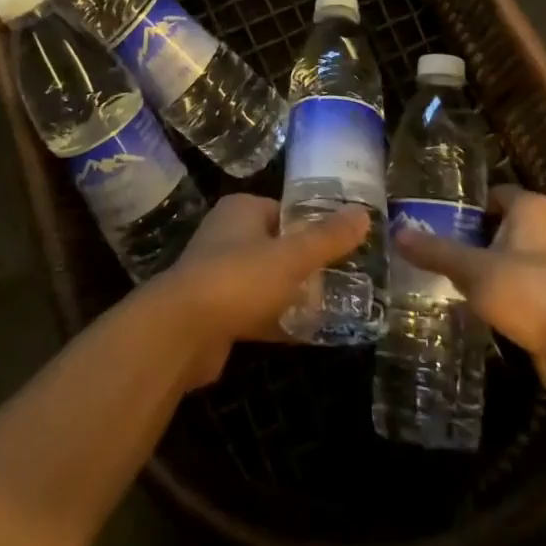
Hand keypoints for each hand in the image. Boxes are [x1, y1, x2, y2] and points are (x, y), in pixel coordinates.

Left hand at [154, 195, 368, 386]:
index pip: (285, 210)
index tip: (343, 245)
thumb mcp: (292, 256)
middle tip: (343, 279)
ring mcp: (217, 275)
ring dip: (292, 294)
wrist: (181, 332)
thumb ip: (328, 238)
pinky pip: (255, 311)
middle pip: (276, 246)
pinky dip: (277, 320)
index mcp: (241, 210)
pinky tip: (306, 335)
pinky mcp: (215, 313)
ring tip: (332, 307)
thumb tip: (364, 214)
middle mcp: (226, 235)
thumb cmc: (239, 278)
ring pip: (265, 280)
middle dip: (306, 264)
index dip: (313, 226)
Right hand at [394, 185, 545, 386]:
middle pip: (502, 224)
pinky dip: (506, 288)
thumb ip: (436, 251)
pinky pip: (526, 281)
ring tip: (455, 278)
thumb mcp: (472, 270)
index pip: (492, 193)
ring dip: (490, 265)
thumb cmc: (526, 291)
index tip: (439, 221)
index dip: (466, 206)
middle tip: (440, 250)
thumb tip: (396, 233)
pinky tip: (483, 303)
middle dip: (474, 237)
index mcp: (532, 207)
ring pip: (514, 254)